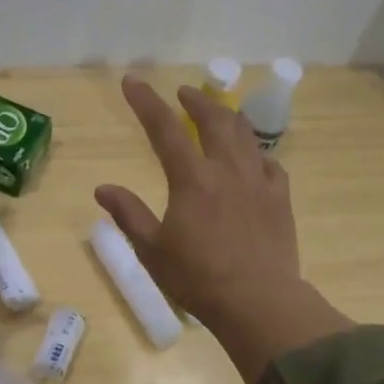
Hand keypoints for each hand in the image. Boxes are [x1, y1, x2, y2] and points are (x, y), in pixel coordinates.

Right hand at [95, 75, 349, 383]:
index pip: (165, 129)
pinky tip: (252, 159)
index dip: (146, 102)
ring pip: (245, 136)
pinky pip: (270, 164)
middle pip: (214, 120)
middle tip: (183, 94)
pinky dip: (256, 154)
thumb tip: (103, 188)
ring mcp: (259, 182)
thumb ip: (129, 214)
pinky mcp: (280, 200)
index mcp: (192, 179)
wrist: (258, 301)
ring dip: (227, 118)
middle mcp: (227, 171)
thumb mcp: (152, 250)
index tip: (132, 81)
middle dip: (196, 101)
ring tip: (218, 114)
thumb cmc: (198, 278)